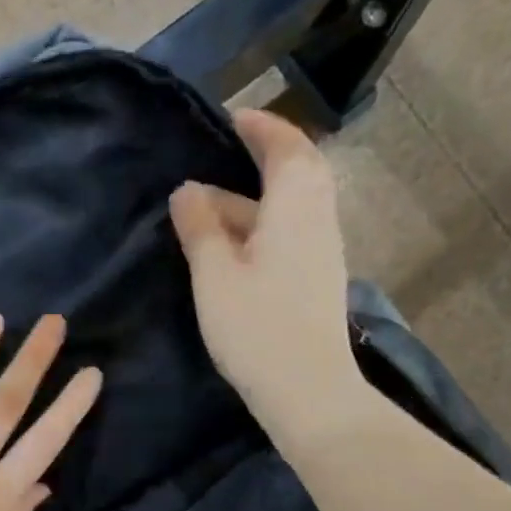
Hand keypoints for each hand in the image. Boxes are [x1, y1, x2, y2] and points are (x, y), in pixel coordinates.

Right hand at [169, 109, 362, 433]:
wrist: (308, 391)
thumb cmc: (257, 328)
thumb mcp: (214, 275)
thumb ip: (199, 227)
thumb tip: (187, 191)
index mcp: (295, 206)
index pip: (284, 146)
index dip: (258, 127)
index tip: (229, 119)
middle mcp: (318, 219)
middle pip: (299, 171)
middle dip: (265, 156)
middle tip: (226, 154)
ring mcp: (323, 251)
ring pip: (293, 206)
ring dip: (258, 197)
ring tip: (212, 206)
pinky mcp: (318, 280)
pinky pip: (293, 232)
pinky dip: (265, 224)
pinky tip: (234, 245)